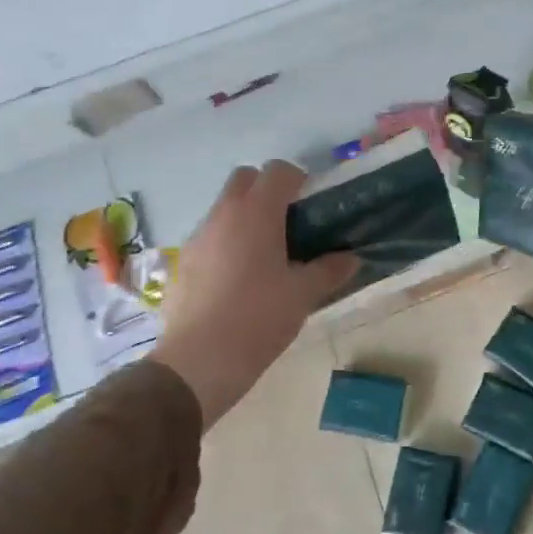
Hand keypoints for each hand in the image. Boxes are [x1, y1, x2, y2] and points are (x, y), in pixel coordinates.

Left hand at [150, 162, 358, 426]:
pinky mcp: (181, 264)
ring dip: (244, 218)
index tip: (312, 204)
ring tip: (264, 256)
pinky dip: (225, 245)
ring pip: (223, 209)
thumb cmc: (259, 318)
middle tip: (288, 223)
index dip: (298, 180)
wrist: (199, 362)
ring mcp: (196, 239)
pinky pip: (208, 239)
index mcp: (256, 213)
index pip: (278, 171)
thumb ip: (329, 270)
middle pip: (244, 180)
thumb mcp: (303, 295)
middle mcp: (222, 215)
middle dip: (267, 190)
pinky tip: (237, 281)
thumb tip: (351, 258)